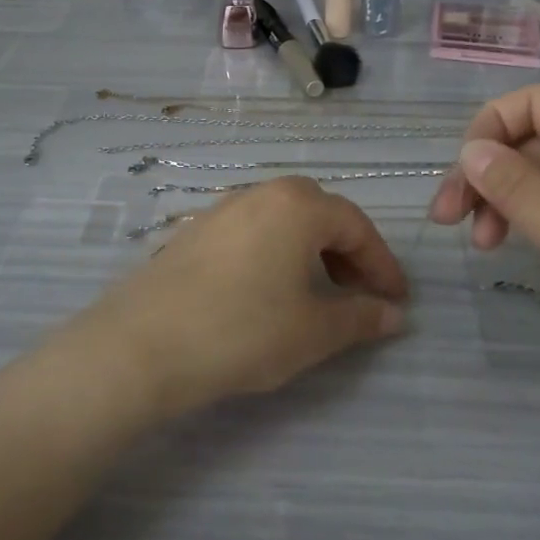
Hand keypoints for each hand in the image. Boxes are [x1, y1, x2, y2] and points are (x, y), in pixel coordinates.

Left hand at [69, 178, 410, 419]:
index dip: (382, 264)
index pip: (356, 226)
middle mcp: (259, 194)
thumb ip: (360, 318)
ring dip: (309, 252)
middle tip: (357, 293)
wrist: (143, 344)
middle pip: (318, 214)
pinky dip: (274, 254)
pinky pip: (250, 233)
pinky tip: (267, 292)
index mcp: (297, 206)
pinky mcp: (192, 232)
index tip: (396, 301)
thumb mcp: (313, 331)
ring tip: (316, 295)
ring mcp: (220, 210)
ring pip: (281, 221)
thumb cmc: (243, 331)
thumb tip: (393, 315)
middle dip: (346, 252)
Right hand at [427, 85, 539, 353]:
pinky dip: (537, 217)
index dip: (488, 131)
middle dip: (488, 172)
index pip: (533, 102)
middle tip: (448, 220)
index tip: (461, 181)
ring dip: (507, 199)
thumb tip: (469, 151)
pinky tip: (519, 247)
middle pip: (535, 138)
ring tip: (482, 245)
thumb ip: (518, 190)